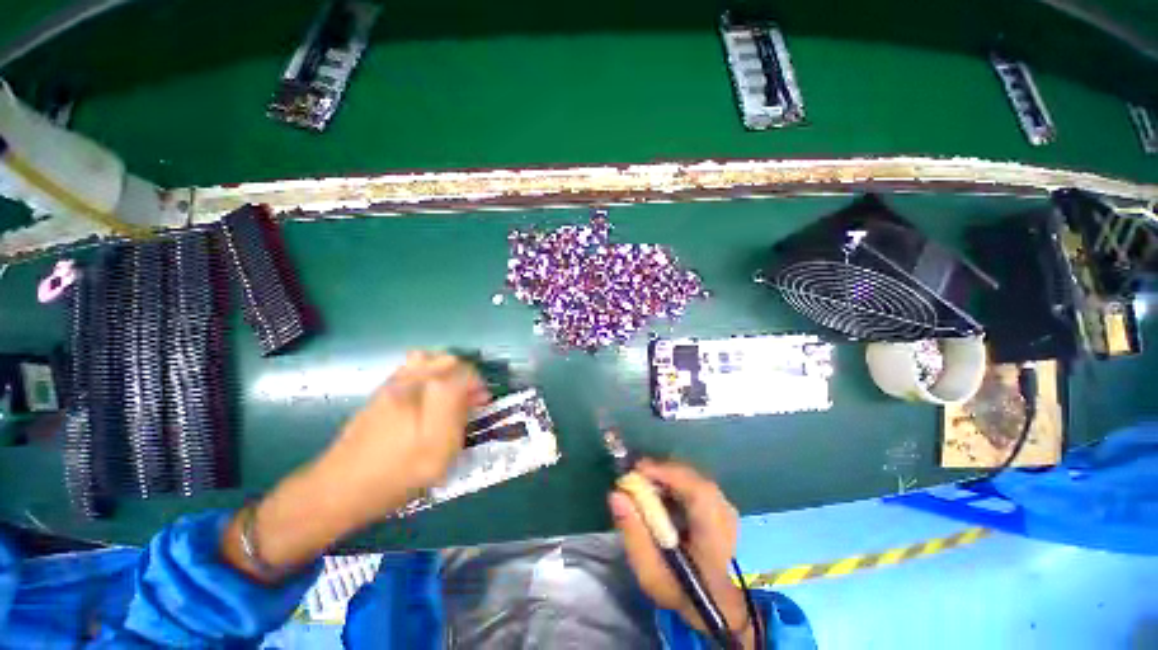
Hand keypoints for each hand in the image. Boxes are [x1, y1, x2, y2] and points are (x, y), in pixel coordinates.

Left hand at [223, 351, 488, 581]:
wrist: (338, 489)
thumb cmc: (396, 474)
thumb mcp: (438, 452)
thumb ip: (458, 415)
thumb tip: (470, 394)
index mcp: (427, 392)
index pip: (465, 371)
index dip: (478, 384)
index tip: (482, 403)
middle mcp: (410, 379)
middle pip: (448, 360)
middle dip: (464, 376)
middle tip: (467, 400)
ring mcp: (392, 384)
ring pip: (428, 359)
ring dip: (446, 372)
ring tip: (449, 395)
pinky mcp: (380, 393)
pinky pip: (411, 369)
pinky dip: (427, 375)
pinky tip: (426, 399)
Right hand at [609, 461, 754, 646]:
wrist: (725, 618)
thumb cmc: (685, 597)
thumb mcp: (653, 574)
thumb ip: (634, 534)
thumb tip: (616, 495)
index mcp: (713, 525)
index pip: (688, 482)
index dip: (660, 471)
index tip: (632, 473)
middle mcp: (725, 510)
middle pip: (689, 477)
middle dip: (659, 475)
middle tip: (633, 482)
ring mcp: (727, 510)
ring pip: (692, 481)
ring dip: (667, 482)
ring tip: (645, 492)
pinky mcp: (725, 513)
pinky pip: (697, 489)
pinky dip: (677, 490)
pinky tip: (664, 504)